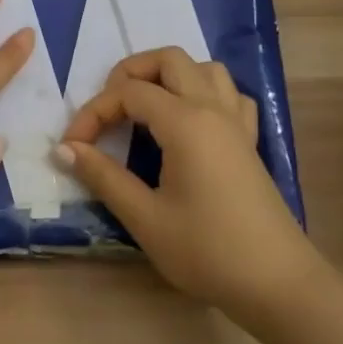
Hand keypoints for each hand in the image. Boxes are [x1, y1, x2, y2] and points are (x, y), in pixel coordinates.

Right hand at [57, 48, 321, 318]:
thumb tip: (65, 148)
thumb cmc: (207, 251)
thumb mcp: (145, 218)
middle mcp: (212, 109)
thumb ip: (103, 176)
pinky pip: (229, 95)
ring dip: (169, 77)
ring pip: (203, 69)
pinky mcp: (249, 142)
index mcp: (185, 122)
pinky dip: (204, 93)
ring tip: (144, 110)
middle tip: (107, 111)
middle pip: (169, 60)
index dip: (93, 113)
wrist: (277, 283)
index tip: (72, 147)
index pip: (128, 93)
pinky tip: (190, 122)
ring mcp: (236, 123)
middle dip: (129, 74)